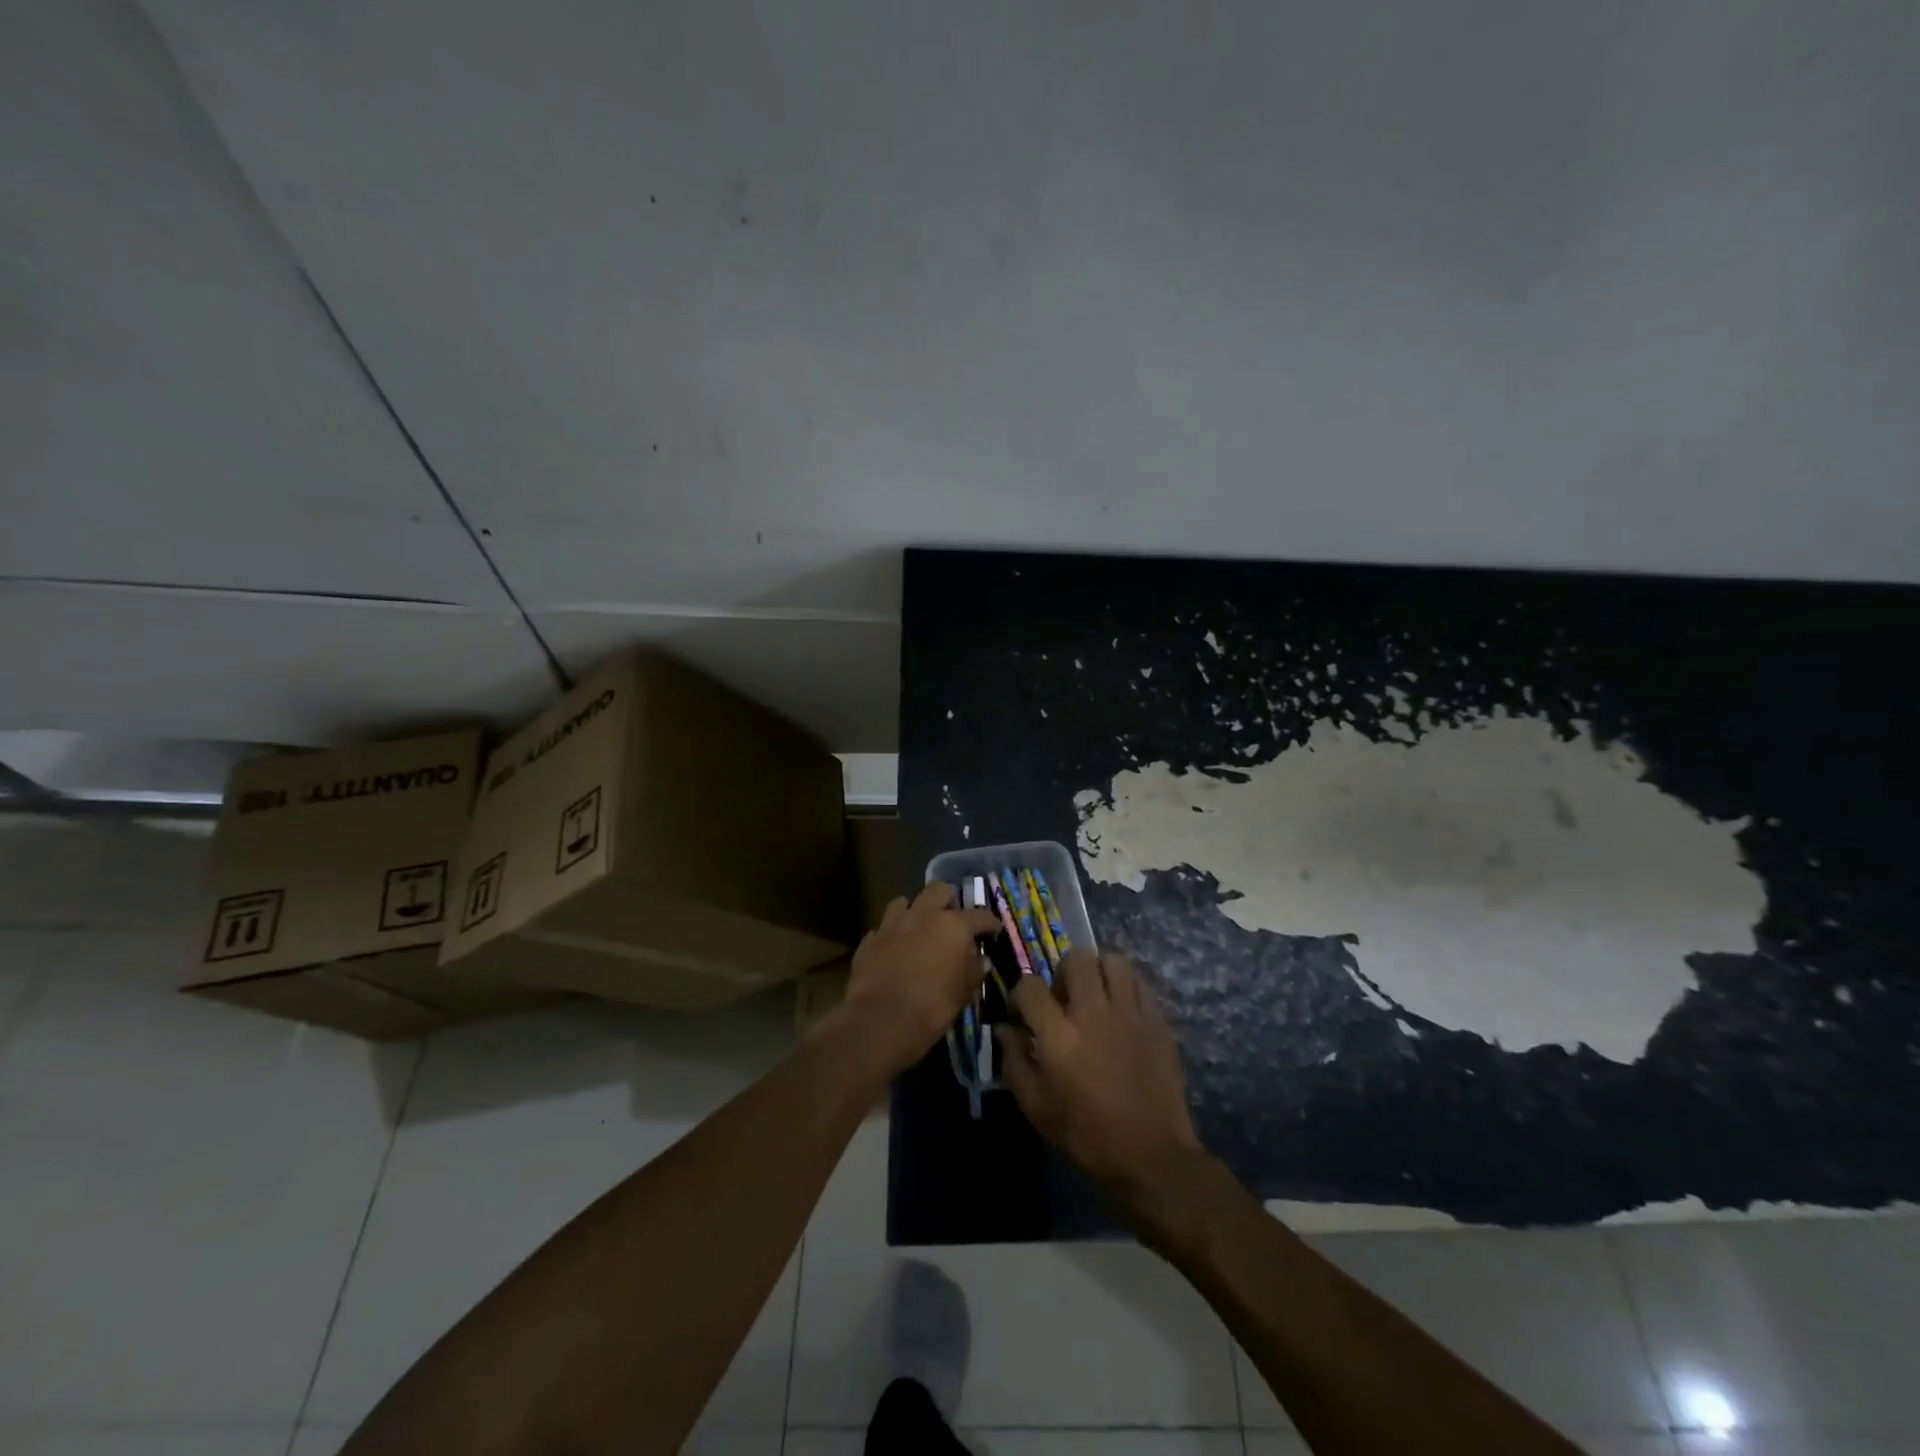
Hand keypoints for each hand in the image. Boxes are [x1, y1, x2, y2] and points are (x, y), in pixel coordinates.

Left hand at [836, 882, 1001, 1074]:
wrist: (882, 1019)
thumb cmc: (933, 1005)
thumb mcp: (964, 991)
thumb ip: (974, 970)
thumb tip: (980, 960)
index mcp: (953, 925)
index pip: (980, 915)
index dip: (990, 922)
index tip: (994, 930)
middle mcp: (923, 915)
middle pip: (938, 889)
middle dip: (947, 899)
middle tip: (952, 917)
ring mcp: (893, 924)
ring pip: (904, 902)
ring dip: (914, 911)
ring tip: (918, 927)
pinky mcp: (870, 939)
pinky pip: (883, 928)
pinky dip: (891, 935)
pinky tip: (894, 949)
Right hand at [998, 951, 1204, 1217]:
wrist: (1151, 1157)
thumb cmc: (1087, 1136)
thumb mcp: (1036, 1107)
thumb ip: (1014, 1061)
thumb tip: (1005, 1029)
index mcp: (1059, 1035)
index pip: (1030, 986)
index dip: (1021, 995)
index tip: (1022, 1014)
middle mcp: (1093, 1013)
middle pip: (1075, 959)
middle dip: (1062, 973)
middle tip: (1063, 999)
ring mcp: (1130, 1013)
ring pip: (1113, 961)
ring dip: (1098, 972)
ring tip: (1095, 996)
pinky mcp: (1157, 1021)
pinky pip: (1140, 983)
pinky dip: (1126, 987)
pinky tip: (1121, 1011)